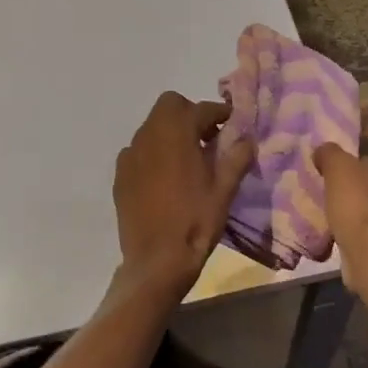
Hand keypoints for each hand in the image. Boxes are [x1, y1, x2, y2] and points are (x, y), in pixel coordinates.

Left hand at [113, 92, 254, 299]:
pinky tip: (166, 179)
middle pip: (170, 106)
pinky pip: (140, 152)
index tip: (232, 124)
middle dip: (190, 115)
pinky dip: (154, 154)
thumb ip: (237, 157)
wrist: (156, 261)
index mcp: (176, 132)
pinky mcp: (120, 175)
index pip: (202, 109)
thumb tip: (247, 139)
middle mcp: (149, 135)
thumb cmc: (195, 221)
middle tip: (208, 138)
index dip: (220, 113)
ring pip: (152, 128)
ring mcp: (130, 155)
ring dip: (171, 133)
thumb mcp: (225, 190)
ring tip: (189, 160)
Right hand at [314, 122, 367, 293]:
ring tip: (334, 188)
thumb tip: (324, 150)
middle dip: (367, 162)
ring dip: (360, 188)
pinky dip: (356, 212)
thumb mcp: (338, 168)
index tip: (365, 131)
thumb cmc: (359, 202)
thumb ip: (330, 153)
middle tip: (342, 161)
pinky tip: (336, 214)